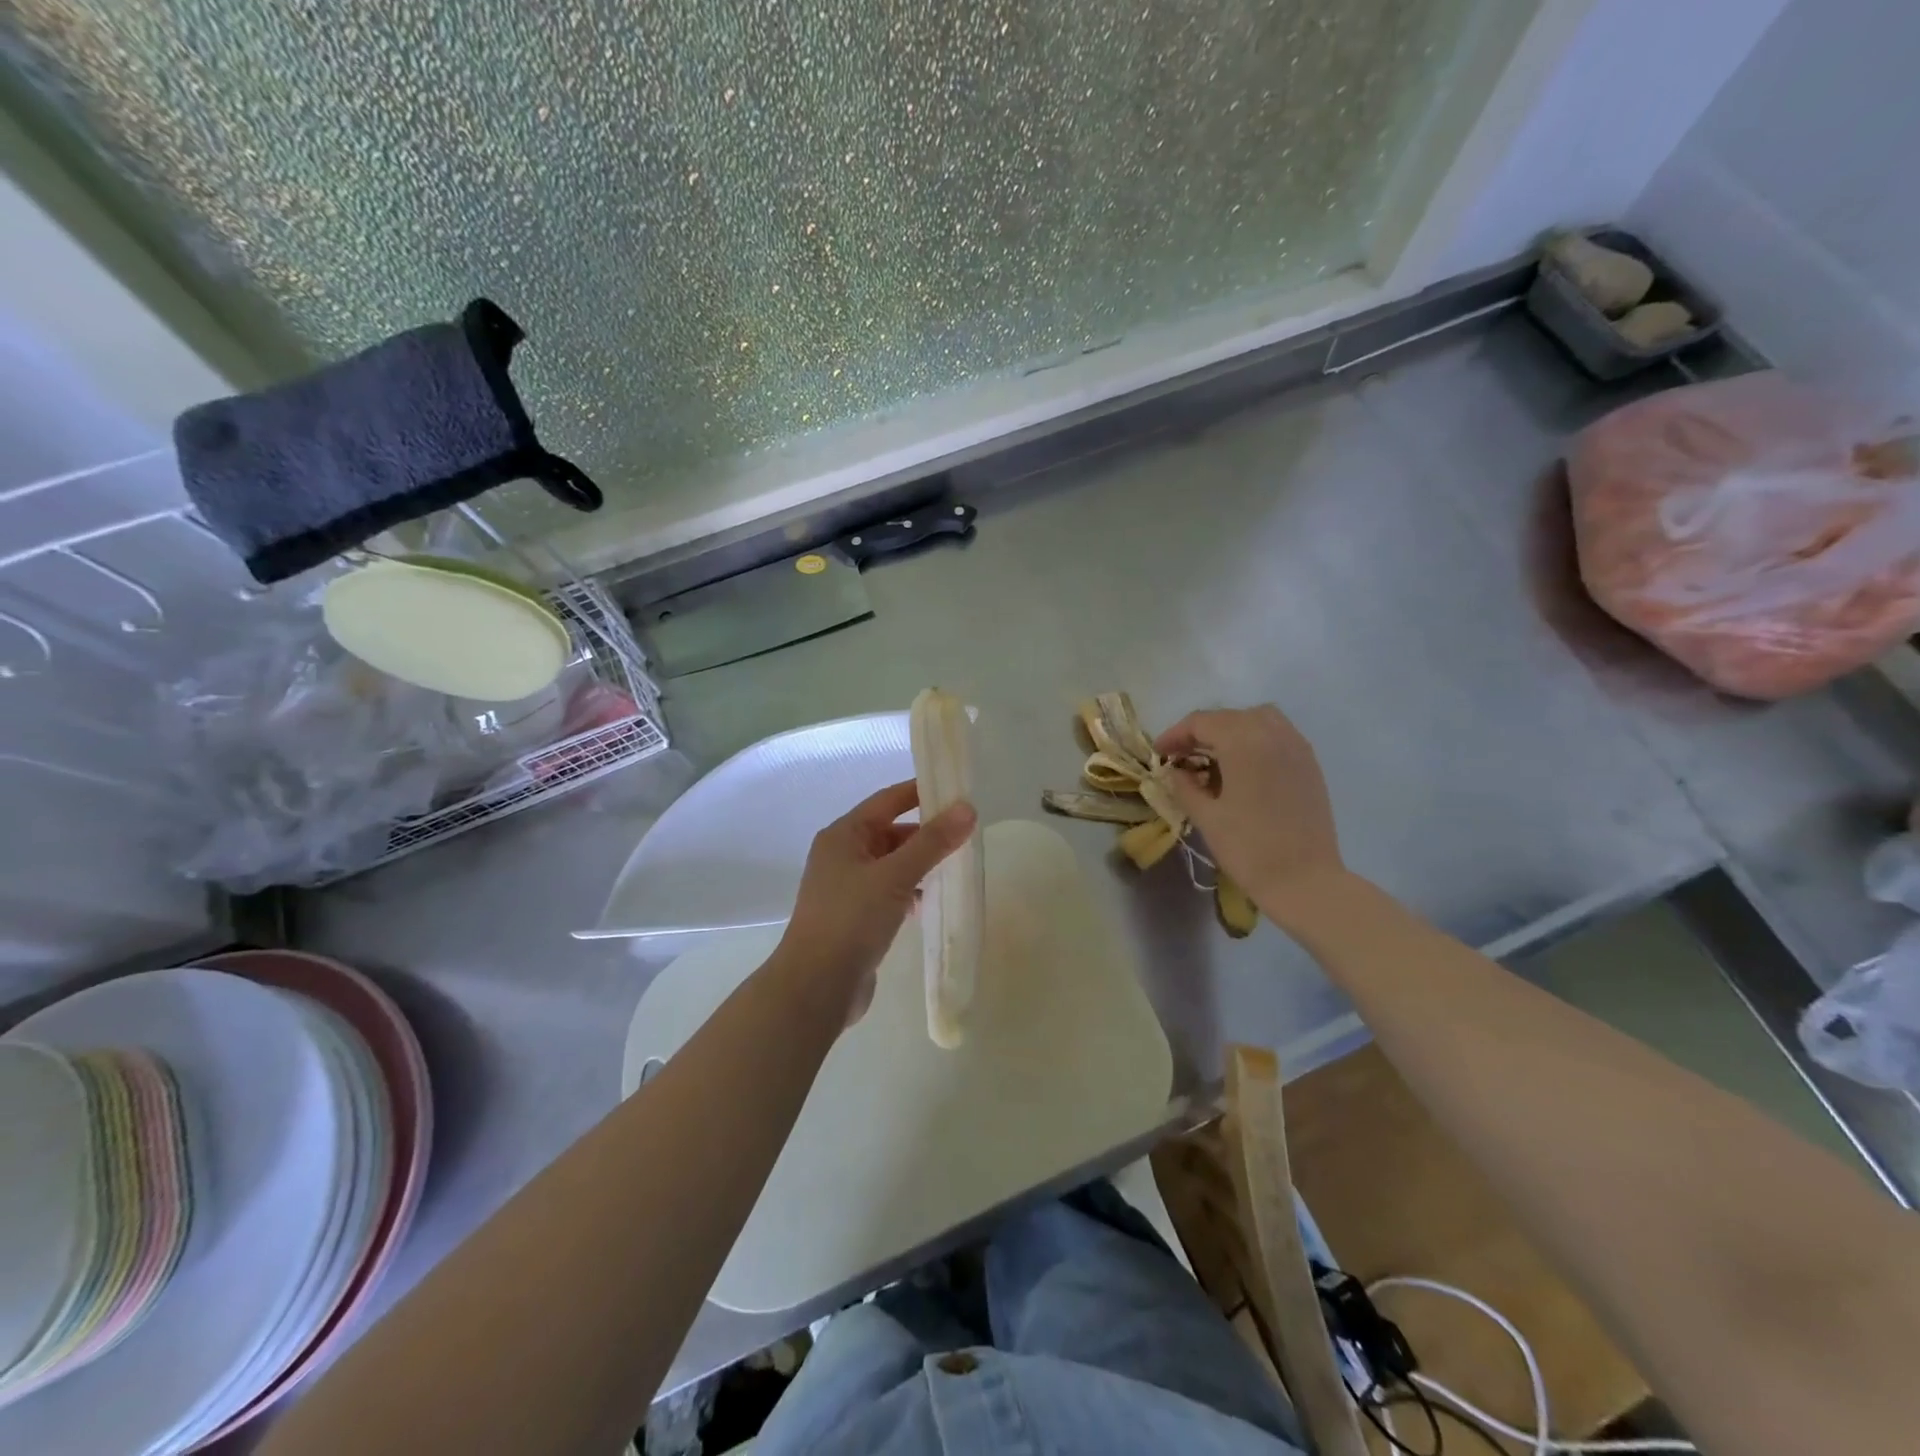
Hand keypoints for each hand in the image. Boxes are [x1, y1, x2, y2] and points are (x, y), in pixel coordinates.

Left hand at [776, 781, 977, 1023]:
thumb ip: (932, 843)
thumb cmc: (851, 920)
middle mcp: (842, 855)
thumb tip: (967, 809)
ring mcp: (846, 888)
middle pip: (890, 832)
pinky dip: (909, 891)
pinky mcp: (855, 917)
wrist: (816, 987)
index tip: (956, 791)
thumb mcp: (895, 876)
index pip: (887, 800)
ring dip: (919, 864)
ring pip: (891, 864)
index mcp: (843, 835)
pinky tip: (930, 901)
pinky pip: (888, 892)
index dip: (920, 792)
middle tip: (966, 834)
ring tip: (955, 867)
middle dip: (925, 833)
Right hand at [1155, 706, 1346, 922]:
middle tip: (1180, 757)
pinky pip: (1278, 734)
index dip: (1175, 735)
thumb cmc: (1249, 849)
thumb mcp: (1206, 817)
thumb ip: (1184, 786)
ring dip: (1230, 729)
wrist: (1305, 881)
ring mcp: (1296, 746)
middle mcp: (1272, 733)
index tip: (1159, 755)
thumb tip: (1175, 771)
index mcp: (1243, 743)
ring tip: (1214, 757)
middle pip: (1228, 717)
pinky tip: (1243, 766)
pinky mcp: (1310, 763)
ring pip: (1257, 718)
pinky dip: (1255, 738)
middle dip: (1200, 732)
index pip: (1201, 722)